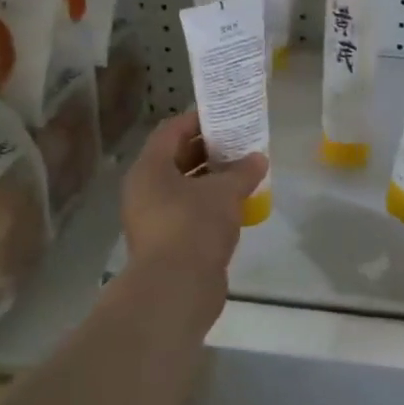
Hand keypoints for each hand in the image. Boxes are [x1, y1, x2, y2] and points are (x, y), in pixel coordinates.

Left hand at [122, 110, 266, 285]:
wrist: (176, 288)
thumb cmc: (194, 226)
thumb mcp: (224, 193)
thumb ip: (242, 171)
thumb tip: (258, 158)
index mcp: (149, 169)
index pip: (171, 131)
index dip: (198, 120)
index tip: (225, 116)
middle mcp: (145, 190)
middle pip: (176, 158)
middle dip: (208, 149)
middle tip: (239, 142)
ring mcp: (153, 218)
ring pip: (183, 187)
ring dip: (211, 178)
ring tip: (243, 171)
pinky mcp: (166, 242)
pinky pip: (188, 212)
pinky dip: (209, 204)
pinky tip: (237, 205)